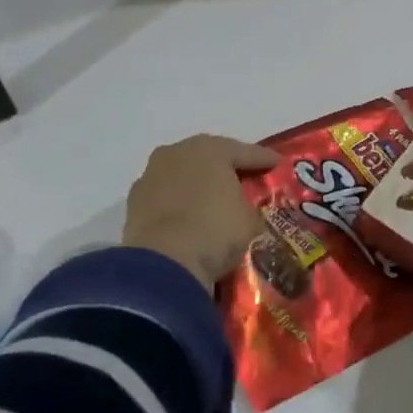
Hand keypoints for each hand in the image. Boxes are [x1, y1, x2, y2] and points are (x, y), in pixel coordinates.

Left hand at [122, 135, 279, 288]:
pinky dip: (177, 203)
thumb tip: (241, 211)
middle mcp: (177, 152)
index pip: (244, 152)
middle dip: (226, 167)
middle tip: (244, 178)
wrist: (164, 263)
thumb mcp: (249, 221)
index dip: (264, 159)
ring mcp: (151, 175)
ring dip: (197, 184)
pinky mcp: (134, 201)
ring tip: (212, 199)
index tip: (277, 163)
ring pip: (182, 174)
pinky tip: (186, 216)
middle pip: (209, 157)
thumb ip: (248, 207)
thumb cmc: (216, 231)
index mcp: (210, 149)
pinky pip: (165, 196)